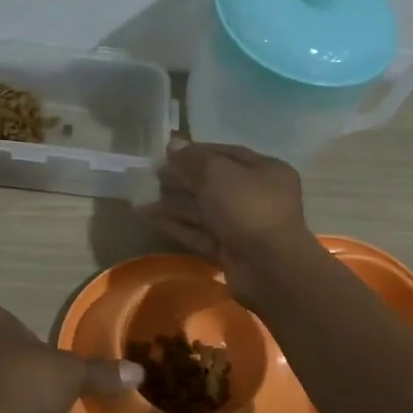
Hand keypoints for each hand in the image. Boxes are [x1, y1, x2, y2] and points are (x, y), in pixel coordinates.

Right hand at [155, 142, 320, 304]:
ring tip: (145, 197)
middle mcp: (258, 196)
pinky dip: (179, 226)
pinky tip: (153, 219)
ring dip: (177, 203)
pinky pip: (201, 234)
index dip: (197, 152)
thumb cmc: (246, 207)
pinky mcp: (231, 251)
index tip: (168, 153)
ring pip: (206, 210)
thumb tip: (173, 145)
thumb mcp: (217, 173)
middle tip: (153, 176)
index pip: (227, 154)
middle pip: (215, 183)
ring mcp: (244, 226)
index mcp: (265, 170)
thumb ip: (193, 159)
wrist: (268, 267)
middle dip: (184, 179)